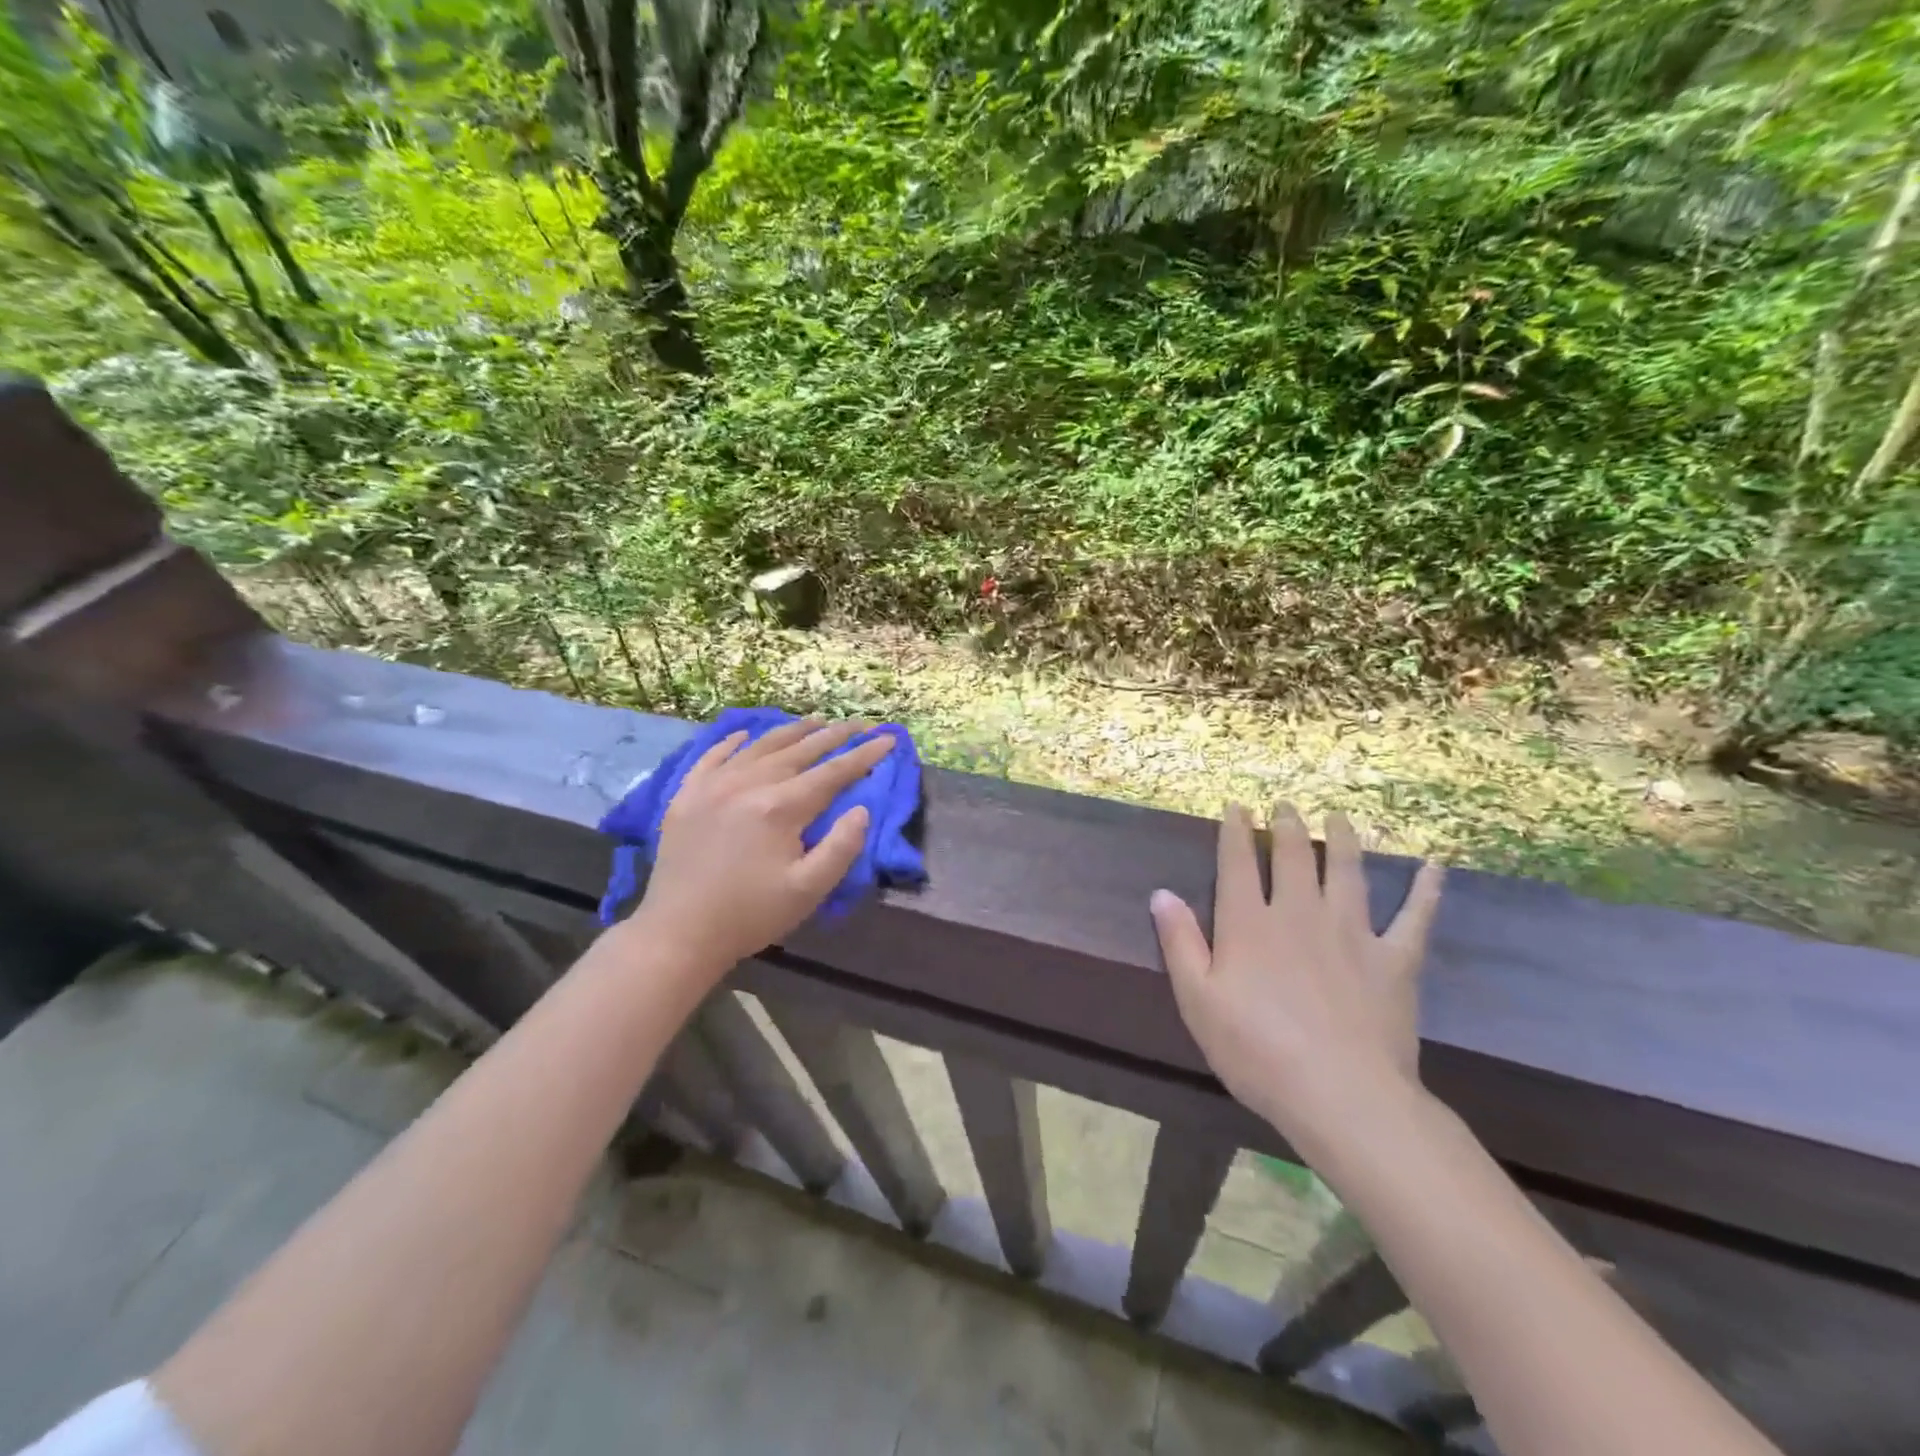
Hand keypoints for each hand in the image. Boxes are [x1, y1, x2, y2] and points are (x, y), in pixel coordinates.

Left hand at [628, 719, 892, 976]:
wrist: (678, 933)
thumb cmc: (750, 915)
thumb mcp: (808, 891)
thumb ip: (841, 847)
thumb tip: (862, 809)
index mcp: (780, 807)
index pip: (832, 773)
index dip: (863, 755)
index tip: (887, 739)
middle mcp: (747, 784)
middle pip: (799, 750)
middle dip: (834, 735)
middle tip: (859, 723)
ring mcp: (712, 785)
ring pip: (760, 746)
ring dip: (792, 731)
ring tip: (816, 720)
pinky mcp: (686, 795)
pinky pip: (712, 756)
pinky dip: (732, 742)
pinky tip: (745, 734)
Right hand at [1150, 802, 1444, 1161]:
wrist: (1341, 1095)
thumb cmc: (1256, 1051)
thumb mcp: (1197, 1000)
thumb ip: (1180, 942)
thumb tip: (1161, 893)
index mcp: (1249, 923)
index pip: (1238, 862)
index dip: (1235, 830)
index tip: (1237, 806)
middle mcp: (1299, 913)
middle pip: (1294, 856)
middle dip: (1286, 825)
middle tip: (1286, 805)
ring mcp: (1351, 932)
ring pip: (1347, 870)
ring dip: (1342, 839)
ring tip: (1338, 817)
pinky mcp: (1394, 959)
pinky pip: (1414, 916)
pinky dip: (1425, 888)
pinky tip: (1434, 866)